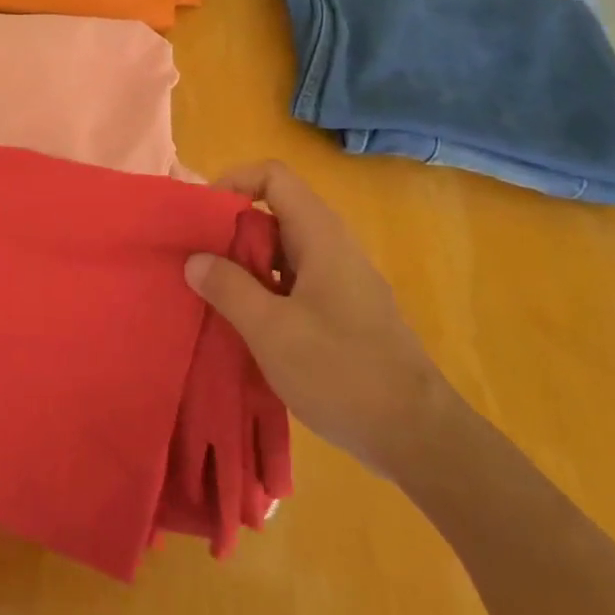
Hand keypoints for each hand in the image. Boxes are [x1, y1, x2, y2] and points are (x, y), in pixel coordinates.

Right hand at [186, 161, 454, 477]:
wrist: (418, 437)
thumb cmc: (341, 372)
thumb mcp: (271, 330)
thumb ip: (228, 288)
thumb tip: (196, 260)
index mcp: (320, 236)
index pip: (274, 177)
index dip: (234, 182)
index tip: (202, 216)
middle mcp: (332, 248)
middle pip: (274, 212)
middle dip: (230, 229)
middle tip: (196, 260)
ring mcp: (341, 282)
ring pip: (282, 252)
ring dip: (244, 264)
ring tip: (211, 294)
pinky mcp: (343, 313)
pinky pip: (293, 283)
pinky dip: (263, 291)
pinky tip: (244, 325)